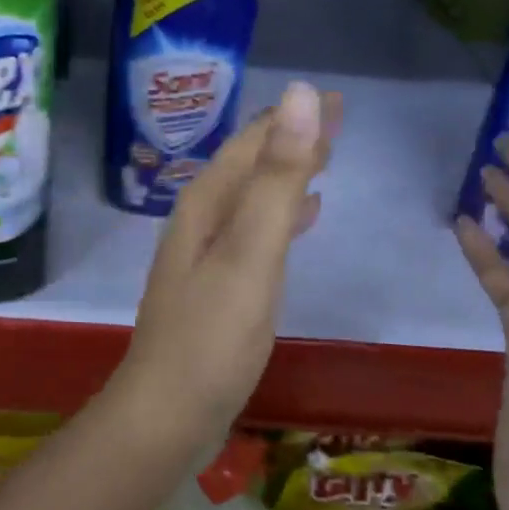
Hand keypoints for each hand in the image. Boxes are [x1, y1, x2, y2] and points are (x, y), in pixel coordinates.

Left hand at [120, 82, 340, 441]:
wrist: (168, 414)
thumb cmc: (212, 335)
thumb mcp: (251, 251)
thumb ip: (277, 177)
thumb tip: (301, 95)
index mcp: (207, 204)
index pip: (253, 143)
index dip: (293, 119)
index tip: (335, 98)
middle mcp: (202, 220)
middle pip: (252, 165)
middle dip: (293, 140)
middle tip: (340, 120)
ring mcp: (207, 254)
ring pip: (255, 197)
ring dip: (288, 175)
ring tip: (325, 160)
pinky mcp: (218, 285)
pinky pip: (255, 231)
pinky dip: (282, 216)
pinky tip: (303, 219)